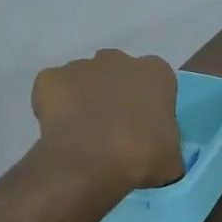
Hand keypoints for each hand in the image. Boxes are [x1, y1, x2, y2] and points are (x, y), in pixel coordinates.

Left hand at [32, 49, 182, 191]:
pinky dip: (53, 106)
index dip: (148, 106)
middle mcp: (118, 59)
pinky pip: (52, 90)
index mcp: (155, 72)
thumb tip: (161, 157)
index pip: (156, 84)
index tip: (143, 130)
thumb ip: (168, 148)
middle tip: (113, 130)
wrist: (92, 161)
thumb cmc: (142, 155)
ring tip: (83, 134)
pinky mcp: (50, 78)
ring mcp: (81, 66)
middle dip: (115, 95)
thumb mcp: (172, 159)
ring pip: (84, 80)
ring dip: (85, 99)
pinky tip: (60, 130)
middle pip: (118, 74)